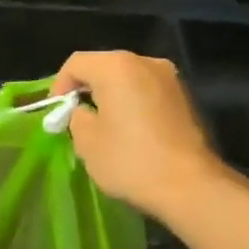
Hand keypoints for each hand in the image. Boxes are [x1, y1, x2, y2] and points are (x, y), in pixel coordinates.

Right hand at [53, 52, 224, 220]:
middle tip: (76, 119)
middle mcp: (145, 62)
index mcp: (117, 67)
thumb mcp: (87, 141)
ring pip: (127, 79)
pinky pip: (147, 92)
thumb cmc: (131, 160)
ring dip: (111, 97)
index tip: (57, 114)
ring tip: (103, 127)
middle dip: (86, 90)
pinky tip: (130, 132)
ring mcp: (170, 78)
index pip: (76, 63)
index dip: (59, 86)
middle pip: (103, 67)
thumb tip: (83, 112)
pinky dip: (133, 104)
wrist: (191, 186)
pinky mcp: (185, 98)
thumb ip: (76, 117)